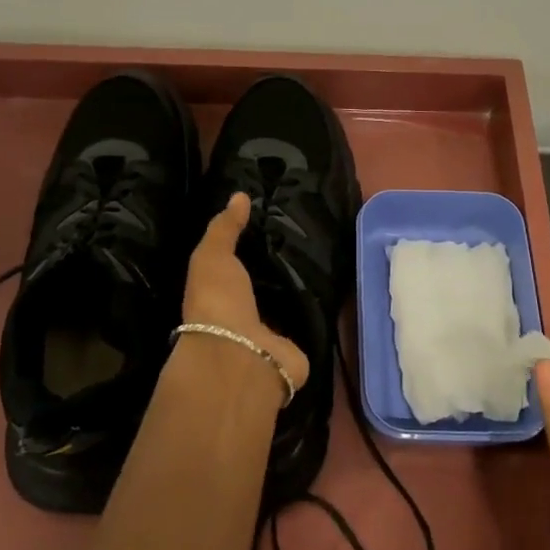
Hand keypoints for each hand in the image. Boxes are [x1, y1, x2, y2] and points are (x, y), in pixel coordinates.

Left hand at [182, 193, 308, 392]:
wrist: (241, 354)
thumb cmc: (218, 302)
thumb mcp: (212, 256)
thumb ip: (224, 228)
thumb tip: (239, 195)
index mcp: (219, 296)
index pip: (236, 270)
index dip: (250, 250)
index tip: (273, 223)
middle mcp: (243, 317)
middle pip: (265, 289)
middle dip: (280, 269)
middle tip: (307, 237)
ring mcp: (270, 337)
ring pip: (288, 306)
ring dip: (301, 290)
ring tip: (326, 256)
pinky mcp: (297, 350)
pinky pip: (310, 323)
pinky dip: (320, 311)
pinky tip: (337, 287)